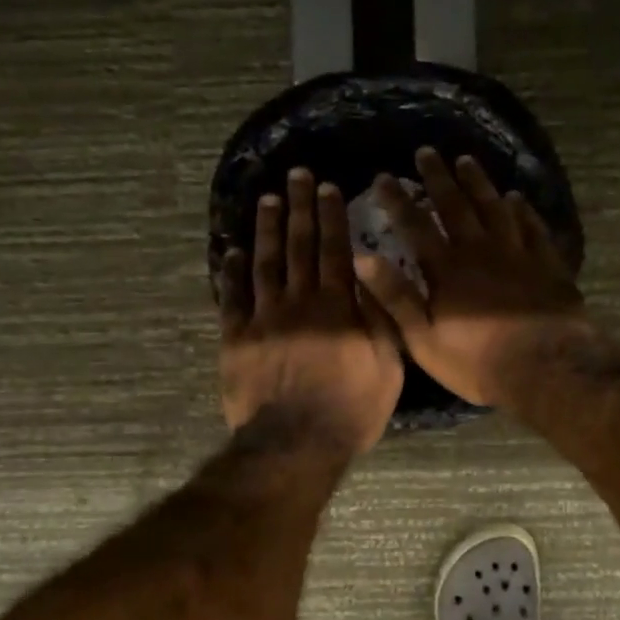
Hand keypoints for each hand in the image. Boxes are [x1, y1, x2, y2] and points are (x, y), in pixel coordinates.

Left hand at [220, 168, 404, 453]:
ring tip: (267, 199)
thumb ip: (381, 319)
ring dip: (266, 228)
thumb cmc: (351, 409)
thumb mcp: (388, 366)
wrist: (295, 444)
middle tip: (297, 175)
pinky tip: (232, 251)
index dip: (331, 216)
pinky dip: (232, 272)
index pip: (335, 250)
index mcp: (338, 306)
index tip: (328, 188)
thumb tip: (371, 276)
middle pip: (299, 246)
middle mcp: (299, 302)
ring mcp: (264, 318)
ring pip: (264, 263)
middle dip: (299, 208)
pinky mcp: (236, 338)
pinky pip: (232, 297)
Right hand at [354, 150, 589, 408]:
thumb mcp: (424, 339)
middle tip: (426, 152)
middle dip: (438, 177)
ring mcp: (517, 252)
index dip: (397, 201)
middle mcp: (480, 249)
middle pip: (455, 205)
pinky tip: (517, 198)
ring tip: (466, 160)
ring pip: (494, 207)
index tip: (384, 177)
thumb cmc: (478, 360)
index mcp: (447, 268)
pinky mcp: (546, 263)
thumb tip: (363, 258)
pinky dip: (522, 209)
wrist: (546, 366)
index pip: (415, 225)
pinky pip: (532, 226)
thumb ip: (395, 298)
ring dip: (478, 183)